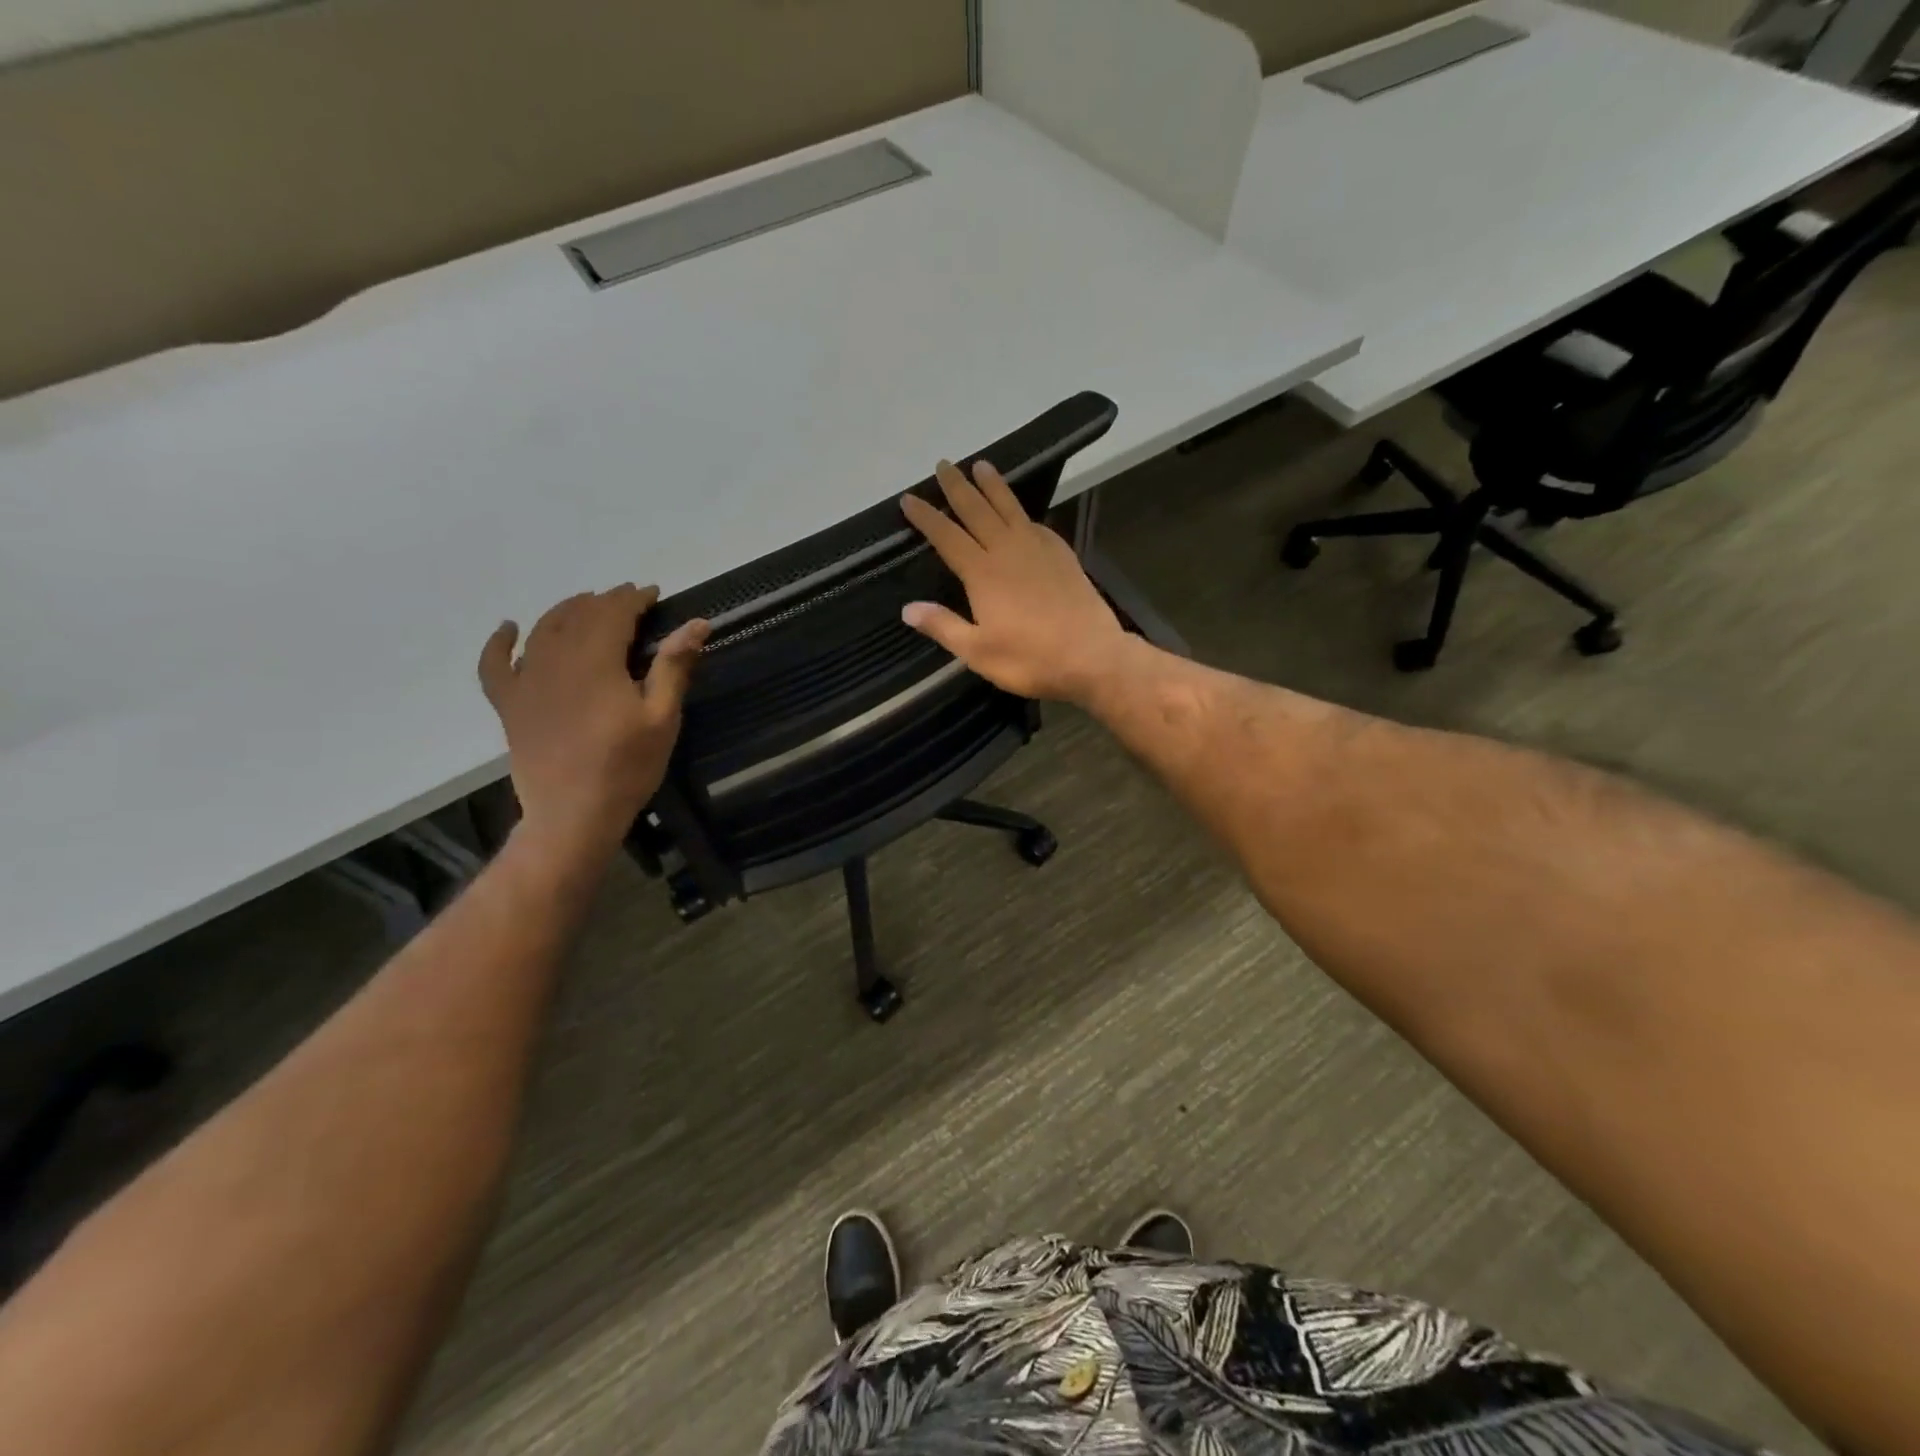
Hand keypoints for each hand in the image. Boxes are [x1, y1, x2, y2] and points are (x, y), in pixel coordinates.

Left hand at [479, 585, 708, 858]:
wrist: (573, 815)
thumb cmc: (627, 768)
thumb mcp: (662, 718)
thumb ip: (674, 667)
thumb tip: (697, 623)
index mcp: (597, 662)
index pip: (613, 613)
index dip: (633, 598)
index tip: (653, 593)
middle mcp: (555, 661)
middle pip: (578, 616)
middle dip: (605, 601)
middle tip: (629, 600)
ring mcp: (526, 682)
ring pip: (543, 630)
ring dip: (566, 610)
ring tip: (586, 605)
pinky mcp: (509, 704)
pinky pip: (495, 664)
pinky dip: (499, 642)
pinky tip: (509, 628)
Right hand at [900, 461, 1130, 702]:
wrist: (1092, 656)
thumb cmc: (1030, 658)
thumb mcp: (978, 652)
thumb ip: (943, 627)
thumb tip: (908, 608)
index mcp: (983, 573)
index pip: (947, 536)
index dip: (926, 516)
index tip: (909, 498)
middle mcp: (1008, 551)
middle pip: (978, 510)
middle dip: (957, 487)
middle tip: (944, 465)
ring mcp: (1039, 549)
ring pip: (1010, 508)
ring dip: (993, 486)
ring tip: (981, 465)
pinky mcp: (1063, 556)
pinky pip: (1037, 524)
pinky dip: (1024, 513)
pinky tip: (1023, 514)